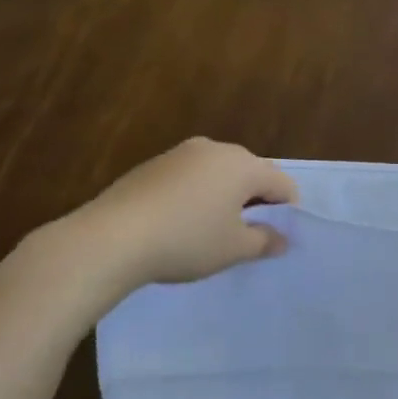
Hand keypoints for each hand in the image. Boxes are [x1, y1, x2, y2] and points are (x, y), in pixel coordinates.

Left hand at [53, 138, 298, 295]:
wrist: (110, 238)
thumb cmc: (187, 241)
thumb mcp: (234, 249)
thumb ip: (265, 241)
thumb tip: (281, 238)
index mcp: (243, 165)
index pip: (282, 184)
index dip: (286, 212)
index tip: (274, 238)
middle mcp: (215, 149)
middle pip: (251, 173)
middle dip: (256, 201)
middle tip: (246, 235)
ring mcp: (180, 154)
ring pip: (219, 174)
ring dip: (225, 198)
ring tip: (212, 231)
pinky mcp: (153, 165)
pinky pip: (190, 178)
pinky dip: (197, 196)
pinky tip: (180, 224)